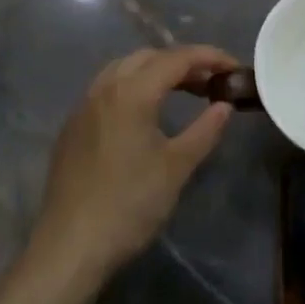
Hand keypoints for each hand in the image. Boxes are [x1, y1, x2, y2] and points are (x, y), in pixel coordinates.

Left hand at [29, 46, 237, 290]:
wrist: (70, 246)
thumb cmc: (129, 205)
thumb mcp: (176, 168)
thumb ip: (204, 131)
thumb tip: (224, 105)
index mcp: (132, 92)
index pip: (177, 59)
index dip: (209, 57)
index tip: (233, 67)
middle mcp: (105, 87)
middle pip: (149, 57)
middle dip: (183, 62)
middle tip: (211, 82)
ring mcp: (84, 104)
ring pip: (125, 68)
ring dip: (155, 71)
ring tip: (182, 90)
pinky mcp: (73, 125)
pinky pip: (107, 87)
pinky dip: (133, 85)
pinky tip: (144, 112)